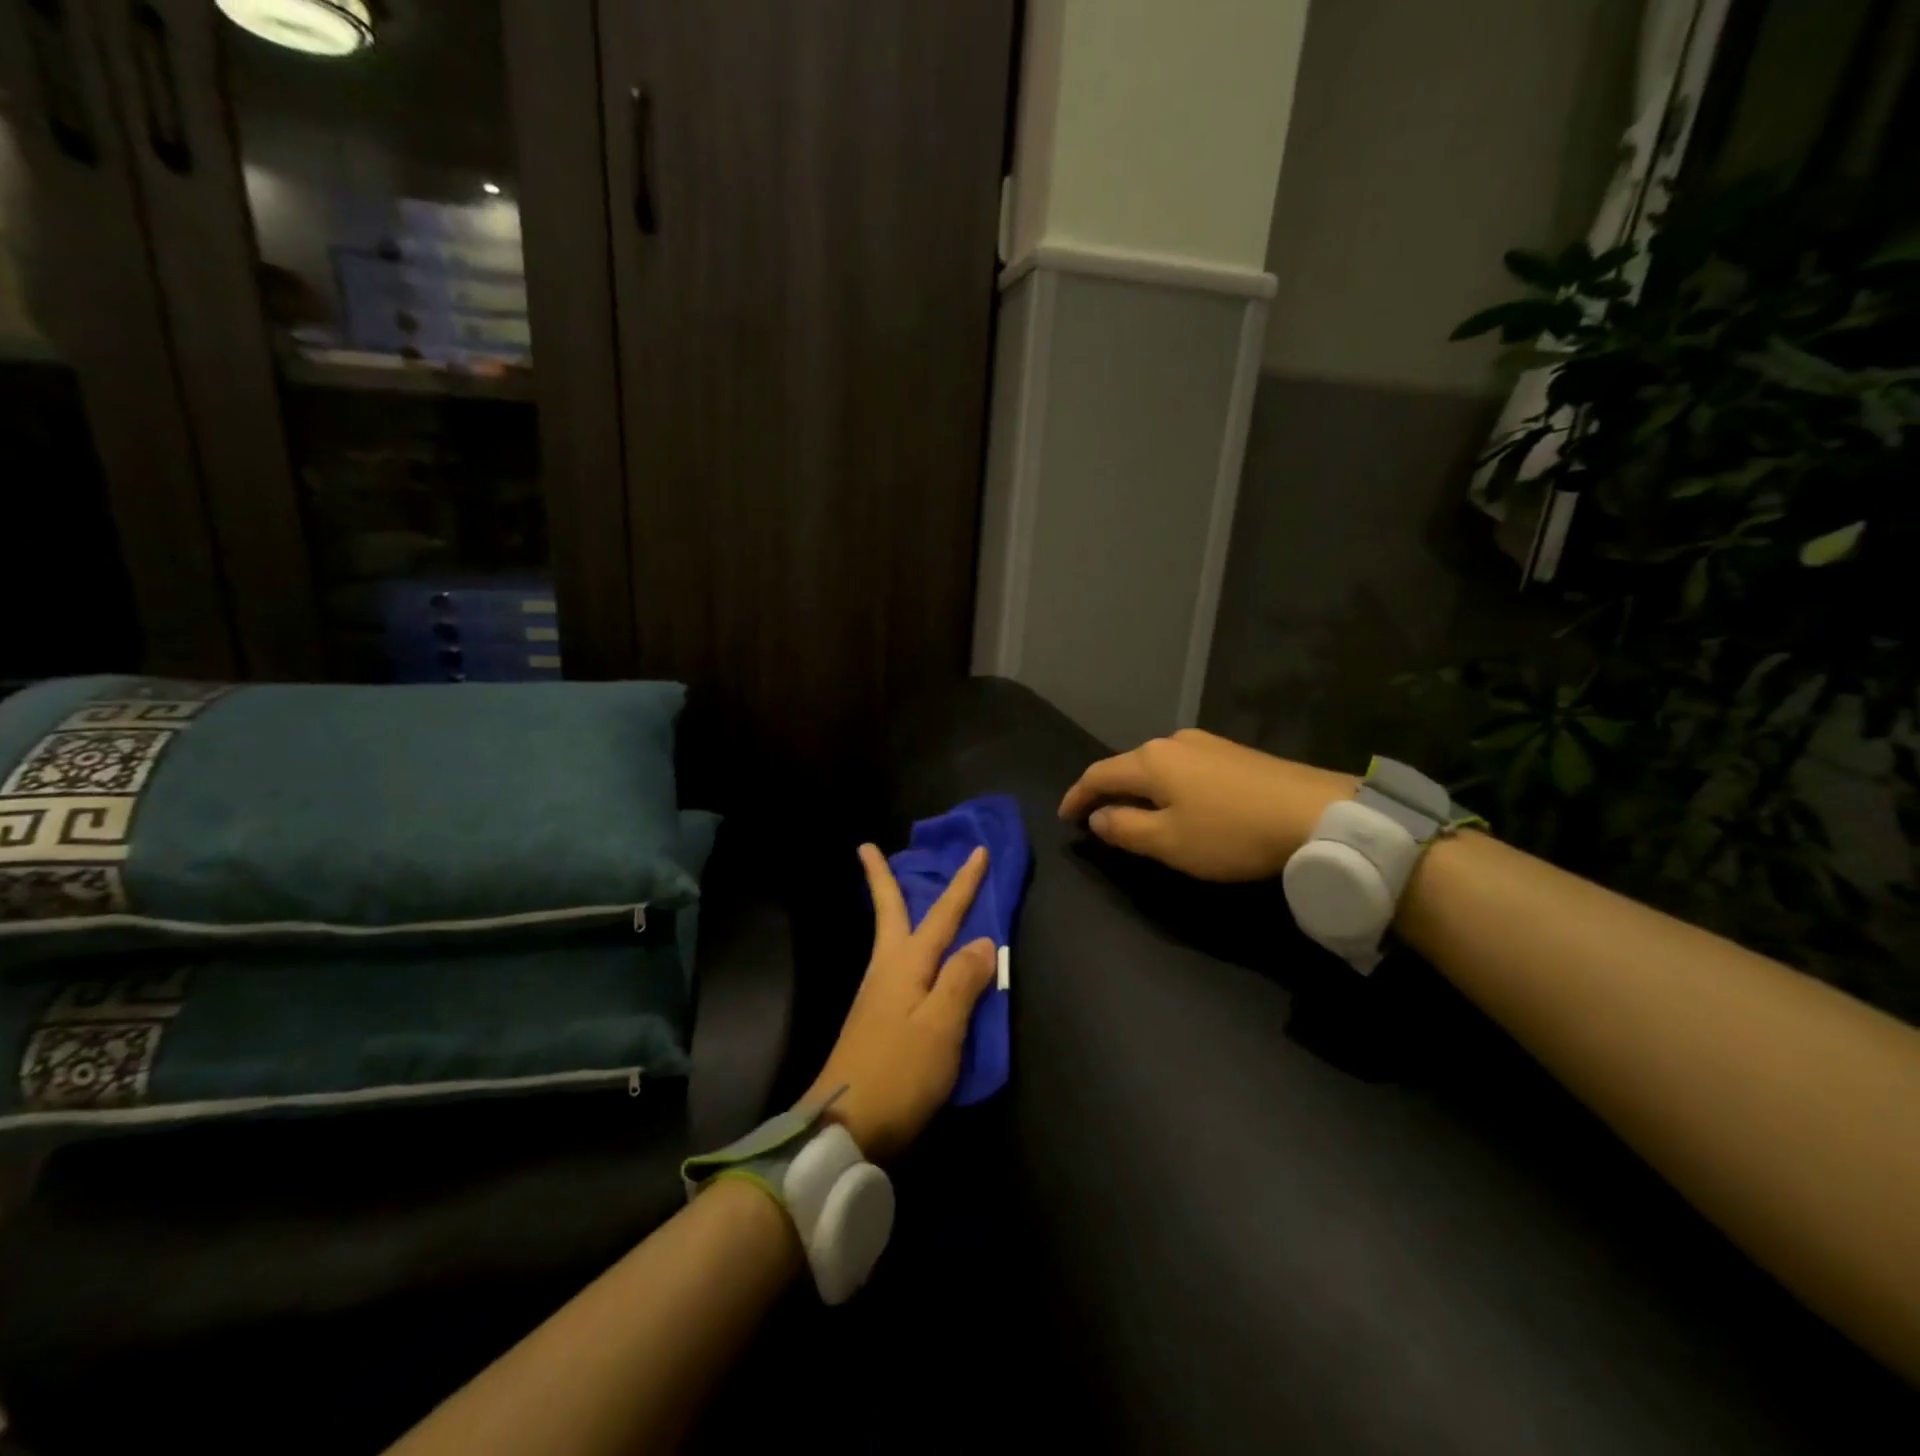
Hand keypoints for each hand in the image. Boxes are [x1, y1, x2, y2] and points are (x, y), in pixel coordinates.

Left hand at [803, 843, 996, 1162]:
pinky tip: (913, 959)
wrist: (842, 1126)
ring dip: (894, 908)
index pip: (943, 914)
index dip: (964, 883)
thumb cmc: (899, 1072)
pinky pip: (896, 966)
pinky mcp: (875, 1020)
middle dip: (882, 878)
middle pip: (889, 913)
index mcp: (905, 964)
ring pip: (890, 938)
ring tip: (899, 892)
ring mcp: (876, 995)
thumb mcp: (941, 1026)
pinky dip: (904, 946)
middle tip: (867, 848)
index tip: (977, 851)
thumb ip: (962, 980)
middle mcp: (887, 970)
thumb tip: (980, 941)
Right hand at [1057, 728, 1355, 881]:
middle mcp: (1173, 742)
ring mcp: (1207, 743)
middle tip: (1098, 819)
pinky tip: (1180, 803)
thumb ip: (1125, 829)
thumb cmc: (1231, 832)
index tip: (1064, 817)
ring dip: (1140, 789)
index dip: (1076, 796)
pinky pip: (1184, 767)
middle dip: (1107, 791)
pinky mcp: (1235, 753)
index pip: (1098, 775)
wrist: (1316, 813)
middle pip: (1127, 766)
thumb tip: (1098, 817)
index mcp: (1150, 760)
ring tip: (1137, 813)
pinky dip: (1169, 786)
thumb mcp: (1169, 842)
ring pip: (1157, 765)